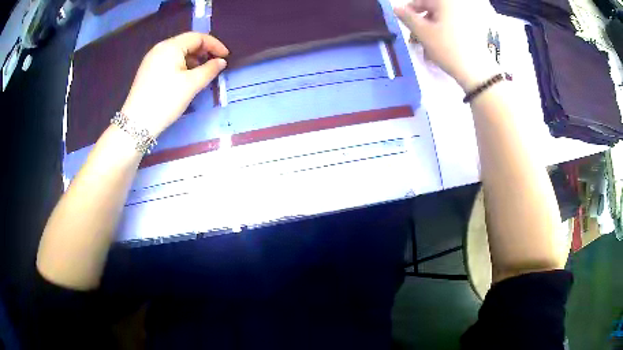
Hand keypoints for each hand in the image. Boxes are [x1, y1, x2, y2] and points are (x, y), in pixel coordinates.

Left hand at [121, 32, 228, 137]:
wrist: (137, 123)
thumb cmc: (166, 100)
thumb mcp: (191, 85)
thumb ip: (209, 70)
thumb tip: (221, 62)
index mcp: (171, 46)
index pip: (197, 37)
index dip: (214, 44)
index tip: (226, 56)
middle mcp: (160, 48)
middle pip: (187, 43)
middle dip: (203, 51)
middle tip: (214, 64)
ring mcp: (151, 59)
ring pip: (177, 52)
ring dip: (192, 59)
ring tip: (201, 73)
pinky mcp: (147, 70)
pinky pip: (168, 61)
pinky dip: (181, 65)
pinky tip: (185, 77)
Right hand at [394, 0, 498, 90]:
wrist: (477, 72)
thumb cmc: (447, 48)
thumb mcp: (422, 32)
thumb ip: (406, 17)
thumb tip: (396, 8)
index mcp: (445, 1)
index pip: (420, 1)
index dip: (409, 12)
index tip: (404, 25)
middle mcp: (457, 6)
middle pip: (432, 10)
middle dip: (421, 24)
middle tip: (415, 40)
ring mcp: (468, 18)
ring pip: (442, 20)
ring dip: (431, 32)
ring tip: (426, 49)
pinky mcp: (474, 30)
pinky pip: (453, 28)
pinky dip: (443, 35)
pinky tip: (439, 49)